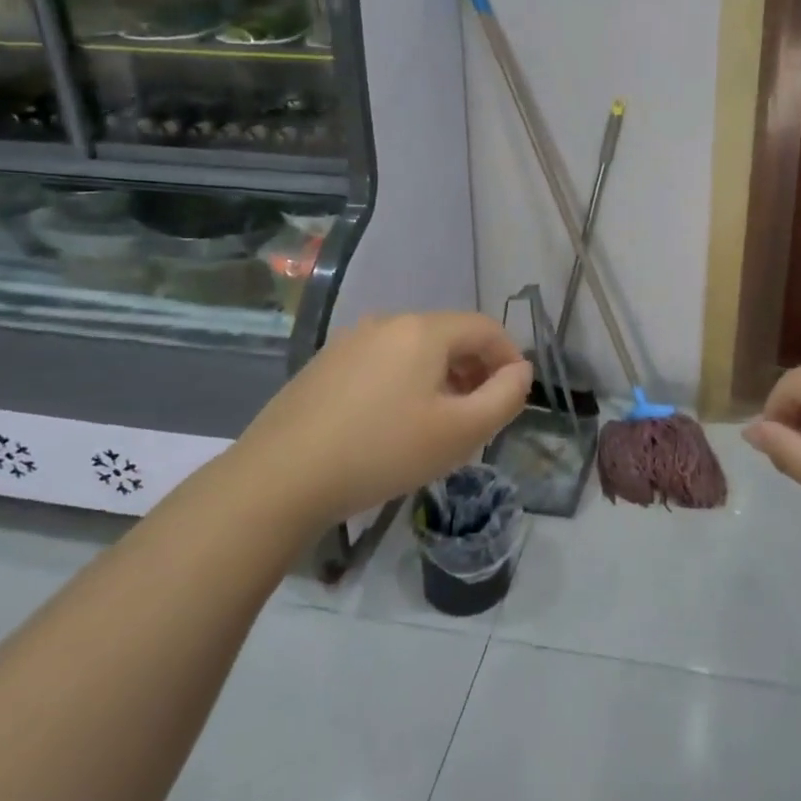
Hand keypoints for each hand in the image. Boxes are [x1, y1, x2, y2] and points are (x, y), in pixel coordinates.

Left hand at [234, 312, 531, 523]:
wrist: (280, 477)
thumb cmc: (383, 451)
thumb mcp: (460, 432)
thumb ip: (505, 397)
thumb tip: (520, 371)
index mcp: (423, 330)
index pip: (484, 328)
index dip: (509, 357)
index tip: (514, 395)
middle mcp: (387, 322)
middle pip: (449, 336)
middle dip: (475, 370)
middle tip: (480, 415)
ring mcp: (350, 341)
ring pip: (414, 351)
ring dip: (441, 378)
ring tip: (440, 423)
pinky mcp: (325, 365)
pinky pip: (383, 363)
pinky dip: (405, 383)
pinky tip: (393, 424)